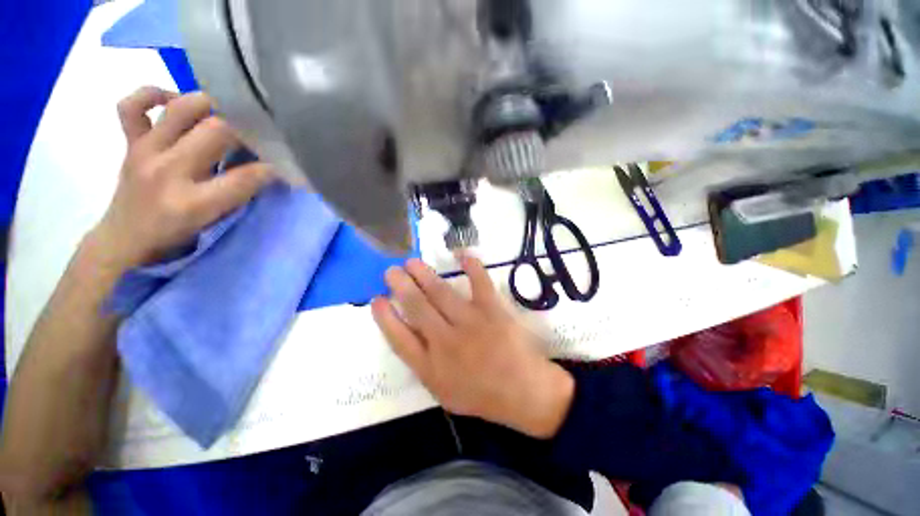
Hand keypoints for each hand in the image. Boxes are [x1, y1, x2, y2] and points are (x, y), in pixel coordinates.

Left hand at [90, 87, 272, 269]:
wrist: (127, 238)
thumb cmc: (177, 234)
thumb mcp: (215, 221)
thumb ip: (240, 194)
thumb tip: (268, 170)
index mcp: (193, 202)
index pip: (244, 177)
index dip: (270, 168)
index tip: (284, 164)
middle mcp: (167, 171)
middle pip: (216, 131)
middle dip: (245, 128)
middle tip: (259, 132)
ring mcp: (145, 152)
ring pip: (179, 109)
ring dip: (209, 105)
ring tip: (224, 112)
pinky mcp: (131, 142)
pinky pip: (131, 106)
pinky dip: (152, 95)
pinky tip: (173, 100)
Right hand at [372, 255, 574, 438]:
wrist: (523, 393)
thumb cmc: (482, 395)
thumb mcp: (444, 391)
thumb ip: (424, 365)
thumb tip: (409, 335)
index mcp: (431, 367)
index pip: (399, 338)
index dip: (385, 317)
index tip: (376, 299)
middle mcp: (446, 342)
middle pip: (417, 308)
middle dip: (401, 286)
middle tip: (391, 271)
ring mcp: (470, 323)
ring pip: (441, 293)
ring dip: (424, 274)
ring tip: (412, 262)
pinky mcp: (492, 311)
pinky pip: (480, 283)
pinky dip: (471, 266)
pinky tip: (462, 254)